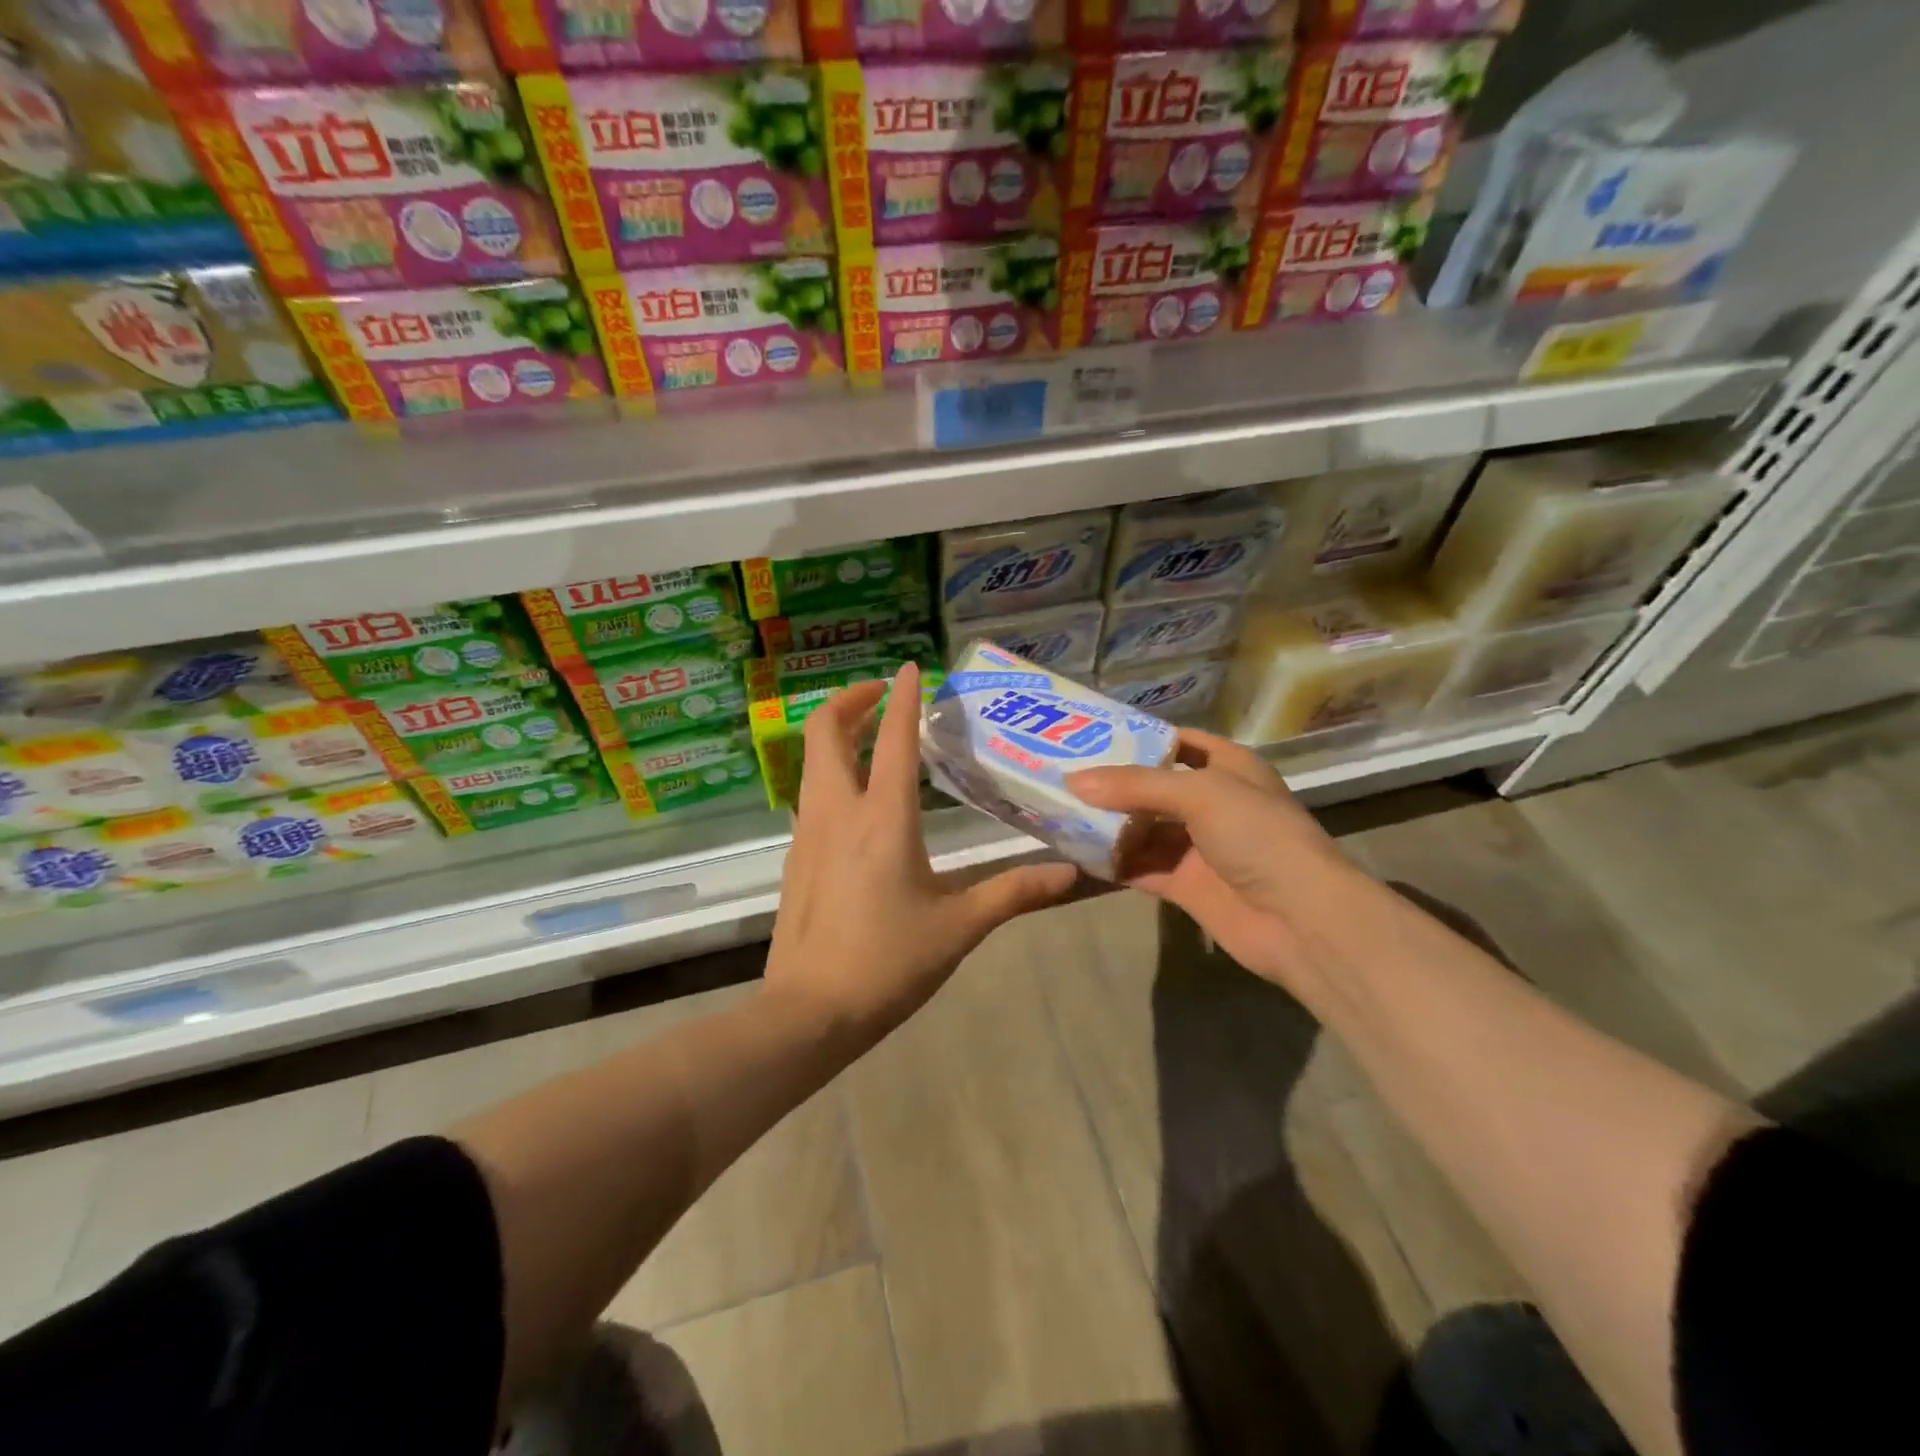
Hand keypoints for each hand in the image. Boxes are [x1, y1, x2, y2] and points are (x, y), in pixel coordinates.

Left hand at [764, 662, 1077, 1047]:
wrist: (808, 1013)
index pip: (892, 737)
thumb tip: (1071, 875)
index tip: (909, 667)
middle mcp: (838, 812)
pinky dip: (830, 772)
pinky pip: (811, 795)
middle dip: (850, 701)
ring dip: (838, 735)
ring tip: (870, 737)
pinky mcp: (795, 857)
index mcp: (883, 819)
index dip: (901, 696)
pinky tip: (856, 799)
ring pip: (812, 761)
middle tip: (880, 695)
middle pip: (826, 732)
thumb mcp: (959, 928)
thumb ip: (1014, 893)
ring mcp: (808, 832)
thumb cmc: (887, 964)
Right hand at [1067, 729, 1368, 994]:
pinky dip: (1112, 861)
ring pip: (1142, 828)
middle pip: (1151, 787)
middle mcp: (1211, 802)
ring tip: (1058, 811)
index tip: (1087, 735)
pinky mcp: (1184, 884)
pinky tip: (1076, 853)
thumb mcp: (1201, 794)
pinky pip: (1140, 866)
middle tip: (1059, 775)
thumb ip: (1135, 785)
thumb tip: (1073, 780)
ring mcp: (1197, 846)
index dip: (1136, 737)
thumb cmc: (1259, 837)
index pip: (1175, 742)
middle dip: (1110, 784)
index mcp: (1227, 767)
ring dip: (1106, 824)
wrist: (1301, 921)